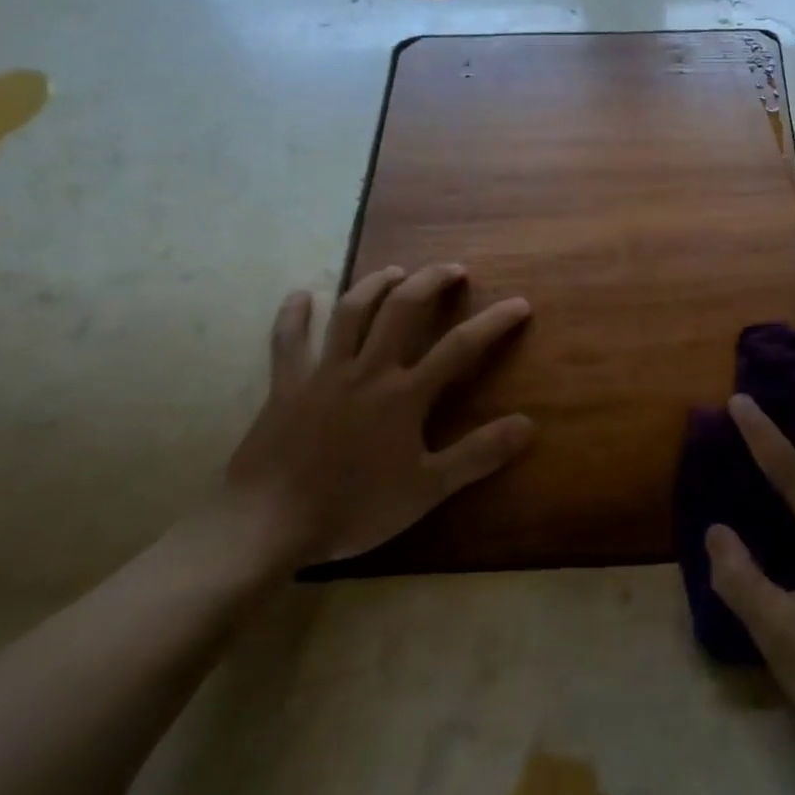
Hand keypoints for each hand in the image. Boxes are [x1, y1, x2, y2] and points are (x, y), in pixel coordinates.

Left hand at [224, 262, 534, 568]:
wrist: (267, 525)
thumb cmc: (353, 508)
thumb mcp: (427, 489)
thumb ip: (478, 455)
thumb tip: (528, 424)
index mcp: (404, 394)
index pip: (460, 346)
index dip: (493, 322)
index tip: (519, 303)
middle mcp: (368, 370)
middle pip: (403, 310)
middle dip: (431, 282)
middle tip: (452, 269)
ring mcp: (324, 374)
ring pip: (351, 313)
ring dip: (375, 285)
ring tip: (394, 271)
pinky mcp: (286, 387)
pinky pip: (288, 342)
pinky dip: (293, 316)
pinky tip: (299, 295)